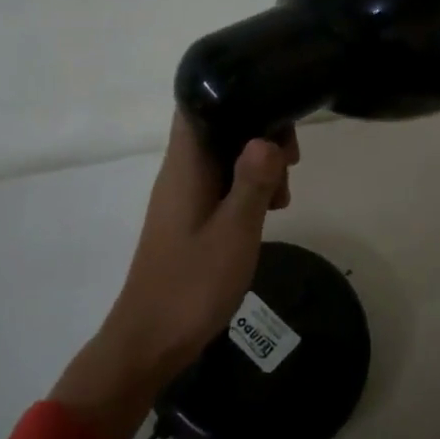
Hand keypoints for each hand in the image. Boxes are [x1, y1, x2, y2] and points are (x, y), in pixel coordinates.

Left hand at [50, 114, 297, 438]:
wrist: (148, 343)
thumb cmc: (191, 285)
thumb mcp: (234, 232)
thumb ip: (253, 182)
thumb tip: (267, 137)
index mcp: (185, 165)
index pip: (199, 103)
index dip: (236, 95)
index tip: (275, 113)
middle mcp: (181, 171)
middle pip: (221, 127)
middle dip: (260, 133)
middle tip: (291, 164)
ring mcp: (183, 194)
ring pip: (226, 156)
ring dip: (258, 165)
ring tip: (283, 198)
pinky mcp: (189, 216)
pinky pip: (222, 183)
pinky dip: (247, 188)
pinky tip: (269, 212)